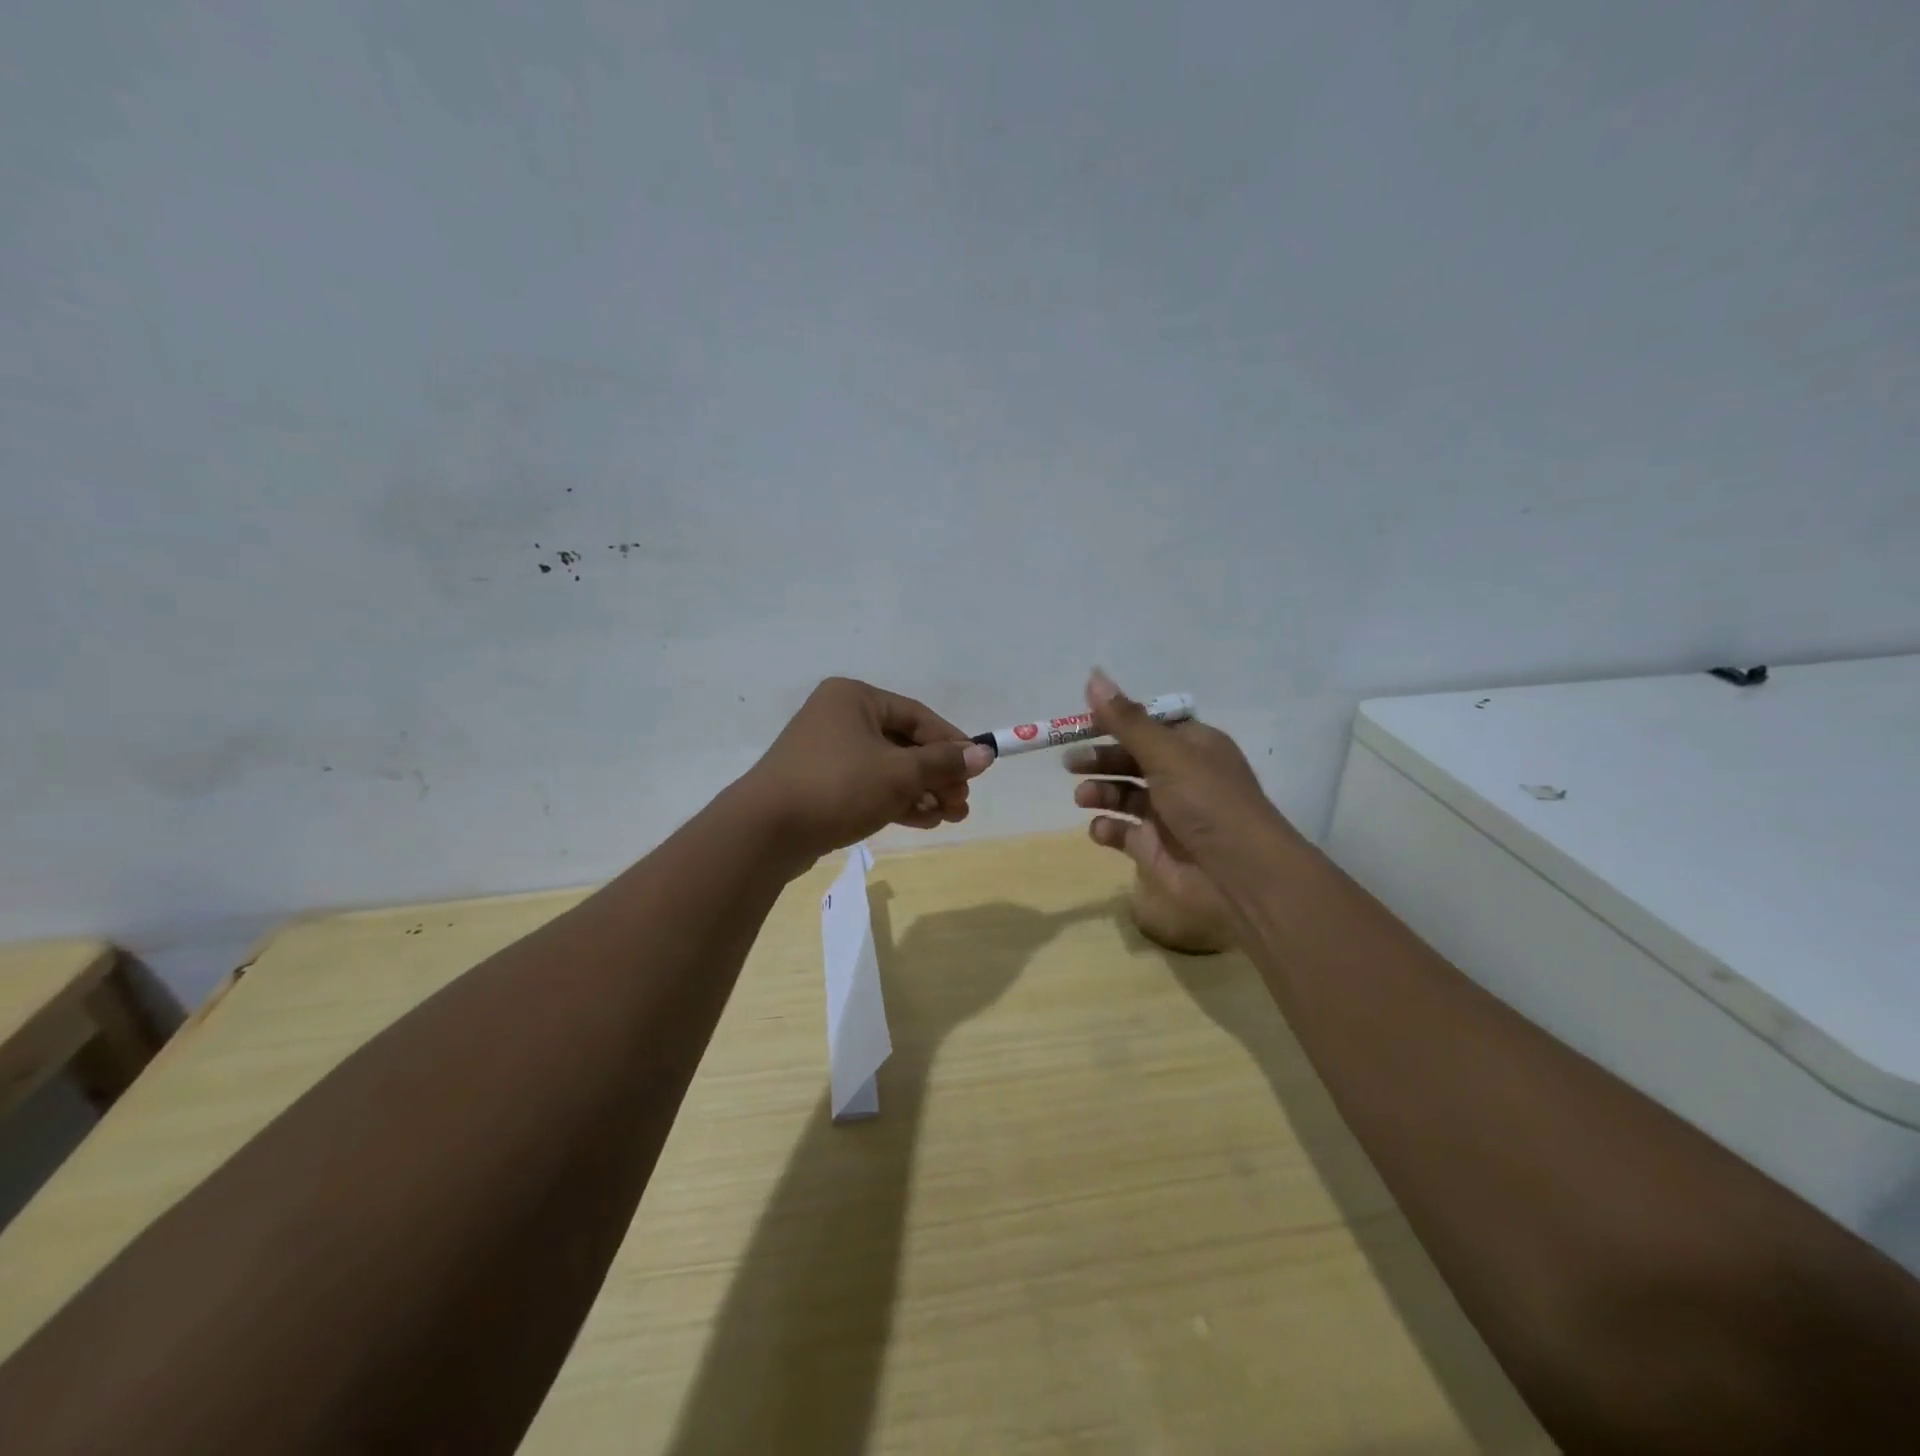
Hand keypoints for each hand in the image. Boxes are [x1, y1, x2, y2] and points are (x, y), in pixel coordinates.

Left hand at [739, 677, 992, 871]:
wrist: (765, 832)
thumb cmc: (838, 786)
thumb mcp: (899, 773)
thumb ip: (943, 763)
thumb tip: (984, 755)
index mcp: (854, 698)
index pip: (917, 716)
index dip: (952, 743)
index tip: (978, 768)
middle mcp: (839, 718)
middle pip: (903, 744)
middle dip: (937, 775)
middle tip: (963, 802)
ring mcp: (827, 753)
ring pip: (887, 769)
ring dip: (921, 791)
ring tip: (950, 816)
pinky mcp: (820, 785)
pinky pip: (868, 787)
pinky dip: (895, 801)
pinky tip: (924, 820)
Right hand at [1065, 670, 1292, 951]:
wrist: (1241, 877)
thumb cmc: (1208, 803)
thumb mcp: (1167, 754)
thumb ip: (1126, 720)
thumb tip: (1093, 675)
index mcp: (1193, 746)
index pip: (1148, 725)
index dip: (1116, 721)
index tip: (1082, 722)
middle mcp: (1180, 777)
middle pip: (1130, 758)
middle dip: (1100, 758)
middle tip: (1070, 762)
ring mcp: (1166, 814)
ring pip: (1123, 794)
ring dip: (1100, 791)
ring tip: (1083, 797)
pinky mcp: (1153, 848)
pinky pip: (1122, 832)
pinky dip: (1107, 828)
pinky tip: (1101, 829)